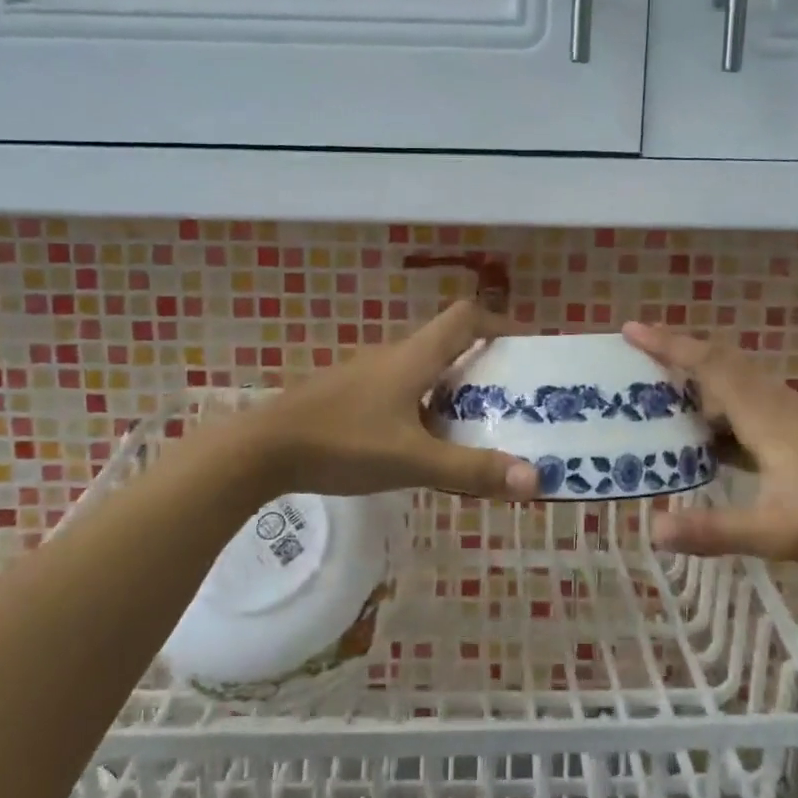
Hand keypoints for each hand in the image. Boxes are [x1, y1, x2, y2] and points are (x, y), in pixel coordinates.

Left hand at [237, 301, 538, 500]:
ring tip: (476, 428)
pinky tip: (421, 445)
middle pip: (448, 345)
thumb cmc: (343, 443)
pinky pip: (400, 392)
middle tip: (512, 400)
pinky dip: (424, 407)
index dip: (500, 323)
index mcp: (414, 357)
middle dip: (484, 367)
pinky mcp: (347, 397)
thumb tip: (535, 480)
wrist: (262, 450)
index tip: (526, 348)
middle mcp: (393, 356)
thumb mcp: (413, 460)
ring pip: (423, 372)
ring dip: (453, 390)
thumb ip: (472, 470)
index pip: (466, 317)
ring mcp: (366, 376)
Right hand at [622, 322, 797, 564]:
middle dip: (679, 356)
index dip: (668, 345)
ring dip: (702, 385)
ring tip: (665, 405)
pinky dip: (726, 412)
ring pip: (740, 386)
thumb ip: (714, 529)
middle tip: (637, 363)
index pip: (708, 366)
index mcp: (764, 415)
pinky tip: (717, 444)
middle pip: (722, 365)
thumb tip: (654, 529)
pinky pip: (756, 407)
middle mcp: (778, 404)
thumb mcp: (775, 531)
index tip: (631, 328)